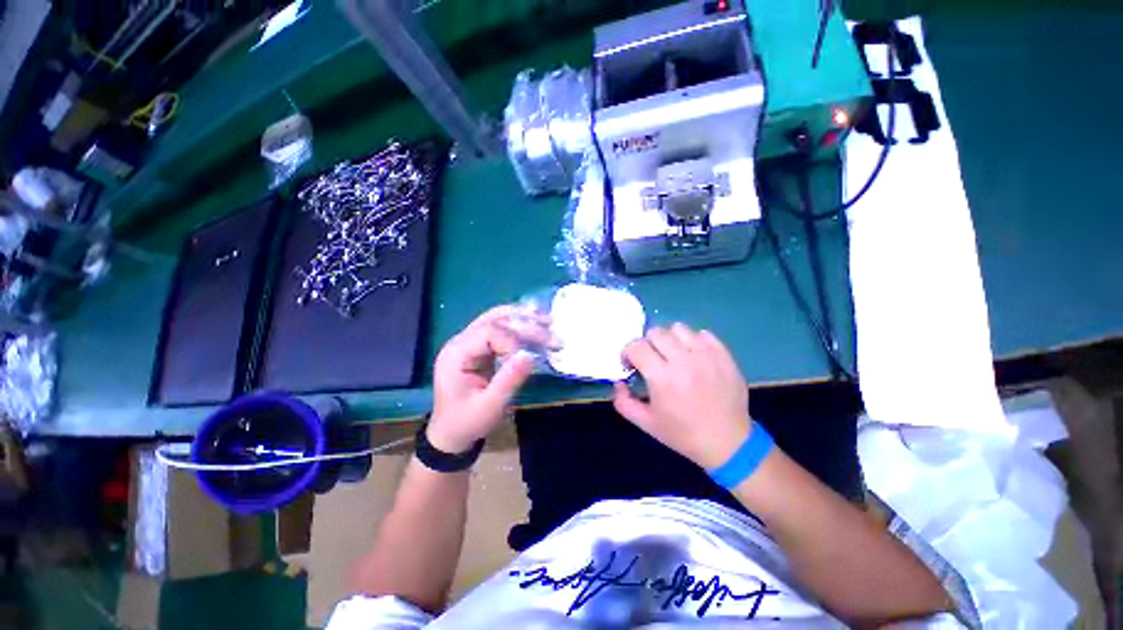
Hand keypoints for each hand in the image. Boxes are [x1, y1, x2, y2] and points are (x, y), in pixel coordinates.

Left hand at [428, 306, 542, 453]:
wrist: (451, 433)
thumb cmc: (467, 422)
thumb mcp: (490, 406)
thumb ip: (509, 380)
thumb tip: (531, 355)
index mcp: (456, 354)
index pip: (488, 331)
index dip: (512, 340)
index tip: (529, 358)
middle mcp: (461, 341)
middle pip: (494, 318)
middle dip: (524, 322)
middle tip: (550, 328)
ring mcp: (470, 342)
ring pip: (498, 318)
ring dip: (523, 318)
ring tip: (547, 319)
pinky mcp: (480, 347)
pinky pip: (501, 328)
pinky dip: (520, 325)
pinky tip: (536, 324)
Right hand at [613, 324, 752, 469]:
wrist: (728, 443)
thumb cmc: (683, 434)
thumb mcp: (646, 424)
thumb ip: (623, 402)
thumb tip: (619, 382)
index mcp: (662, 378)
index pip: (636, 346)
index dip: (628, 352)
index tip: (632, 364)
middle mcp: (684, 361)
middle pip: (656, 332)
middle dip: (648, 344)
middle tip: (652, 360)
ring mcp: (707, 355)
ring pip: (679, 328)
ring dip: (671, 340)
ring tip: (674, 356)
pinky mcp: (724, 355)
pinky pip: (703, 334)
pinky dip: (694, 342)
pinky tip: (694, 357)